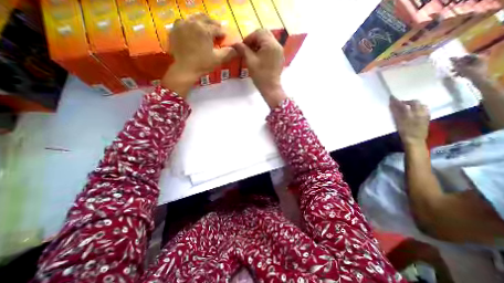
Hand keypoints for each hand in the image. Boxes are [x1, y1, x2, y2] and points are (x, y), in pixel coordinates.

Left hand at [164, 15, 237, 97]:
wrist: (184, 69)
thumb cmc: (202, 64)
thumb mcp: (218, 59)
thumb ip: (228, 53)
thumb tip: (237, 49)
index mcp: (205, 29)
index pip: (217, 28)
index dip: (222, 33)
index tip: (225, 37)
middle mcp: (193, 22)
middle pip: (206, 18)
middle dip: (213, 23)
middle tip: (217, 29)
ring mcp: (182, 24)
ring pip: (194, 17)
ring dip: (202, 21)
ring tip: (206, 27)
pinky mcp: (175, 28)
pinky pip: (184, 21)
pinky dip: (190, 23)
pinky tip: (193, 29)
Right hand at [234, 29, 284, 108]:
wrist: (271, 88)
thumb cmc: (260, 75)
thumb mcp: (250, 61)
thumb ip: (243, 50)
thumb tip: (235, 43)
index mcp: (270, 44)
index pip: (258, 33)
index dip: (249, 38)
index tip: (242, 46)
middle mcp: (277, 44)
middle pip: (265, 34)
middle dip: (254, 39)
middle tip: (247, 48)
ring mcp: (280, 51)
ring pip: (269, 40)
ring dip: (260, 43)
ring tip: (252, 53)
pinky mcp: (280, 57)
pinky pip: (272, 47)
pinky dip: (265, 48)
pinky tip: (259, 57)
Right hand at [389, 96, 428, 146]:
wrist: (415, 141)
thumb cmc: (404, 133)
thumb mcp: (399, 123)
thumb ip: (397, 113)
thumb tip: (393, 105)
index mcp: (412, 113)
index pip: (404, 104)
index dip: (398, 101)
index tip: (392, 97)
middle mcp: (420, 112)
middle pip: (415, 102)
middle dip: (407, 101)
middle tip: (400, 103)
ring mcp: (425, 115)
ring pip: (421, 105)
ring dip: (414, 104)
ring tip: (407, 107)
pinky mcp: (427, 118)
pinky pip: (424, 109)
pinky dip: (419, 108)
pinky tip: (414, 111)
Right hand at [449, 54, 488, 82]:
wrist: (479, 80)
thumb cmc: (471, 73)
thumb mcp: (462, 68)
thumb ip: (456, 63)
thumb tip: (450, 58)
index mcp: (478, 58)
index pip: (466, 56)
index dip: (458, 59)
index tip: (450, 63)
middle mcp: (479, 60)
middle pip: (465, 61)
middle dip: (457, 66)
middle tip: (451, 69)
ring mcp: (478, 65)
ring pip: (465, 66)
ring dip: (457, 70)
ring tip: (453, 74)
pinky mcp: (476, 70)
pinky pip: (466, 69)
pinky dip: (461, 72)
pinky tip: (457, 76)